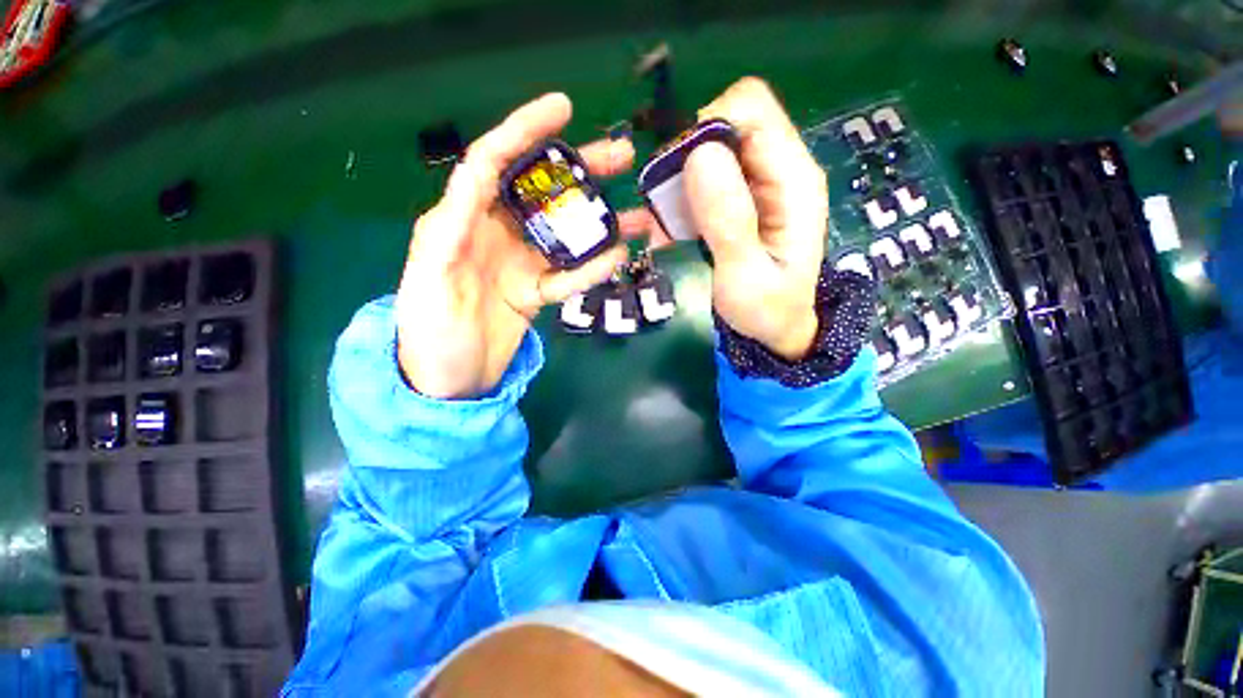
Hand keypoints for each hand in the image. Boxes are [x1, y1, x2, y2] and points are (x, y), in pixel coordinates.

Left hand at [395, 94, 636, 398]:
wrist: (448, 383)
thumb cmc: (429, 335)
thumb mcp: (428, 280)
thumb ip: (447, 233)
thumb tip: (474, 184)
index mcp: (460, 222)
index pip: (492, 162)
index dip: (525, 131)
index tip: (563, 108)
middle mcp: (493, 235)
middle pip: (540, 193)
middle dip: (579, 170)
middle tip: (621, 157)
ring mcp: (519, 265)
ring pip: (564, 235)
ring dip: (599, 223)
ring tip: (639, 216)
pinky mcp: (534, 291)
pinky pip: (567, 275)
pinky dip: (592, 267)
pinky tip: (618, 257)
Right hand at [662, 77, 828, 360]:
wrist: (774, 328)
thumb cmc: (766, 309)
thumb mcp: (744, 275)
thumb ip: (728, 220)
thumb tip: (701, 154)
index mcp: (792, 180)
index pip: (751, 109)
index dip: (708, 129)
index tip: (681, 178)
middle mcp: (778, 170)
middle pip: (727, 123)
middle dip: (689, 158)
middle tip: (673, 207)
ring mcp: (758, 183)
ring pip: (709, 150)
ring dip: (680, 182)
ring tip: (672, 224)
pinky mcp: (740, 199)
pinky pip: (703, 179)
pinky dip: (682, 199)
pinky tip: (676, 230)